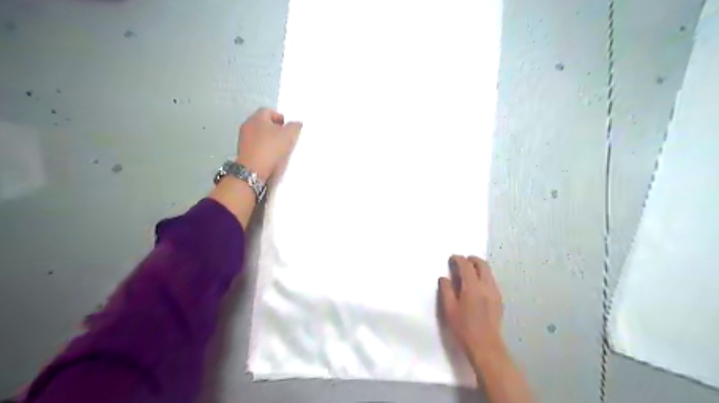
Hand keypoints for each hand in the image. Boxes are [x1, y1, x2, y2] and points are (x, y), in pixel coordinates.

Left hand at [239, 109, 300, 180]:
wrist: (253, 171)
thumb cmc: (271, 149)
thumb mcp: (288, 136)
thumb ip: (295, 126)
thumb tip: (297, 123)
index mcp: (257, 117)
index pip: (270, 111)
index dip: (281, 118)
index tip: (289, 128)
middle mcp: (248, 125)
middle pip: (264, 123)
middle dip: (275, 129)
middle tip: (286, 138)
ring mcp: (243, 138)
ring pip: (259, 134)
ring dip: (269, 139)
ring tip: (279, 149)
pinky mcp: (242, 150)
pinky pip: (256, 145)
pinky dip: (263, 148)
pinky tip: (270, 156)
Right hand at [438, 258, 503, 365]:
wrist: (486, 346)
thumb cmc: (464, 328)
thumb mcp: (449, 309)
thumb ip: (446, 290)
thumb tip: (444, 278)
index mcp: (472, 287)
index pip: (466, 265)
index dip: (458, 259)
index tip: (452, 258)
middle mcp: (486, 286)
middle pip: (482, 264)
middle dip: (471, 259)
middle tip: (462, 261)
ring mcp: (495, 292)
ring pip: (488, 272)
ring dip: (478, 267)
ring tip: (468, 273)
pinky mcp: (499, 299)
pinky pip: (491, 280)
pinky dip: (483, 276)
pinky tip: (476, 286)